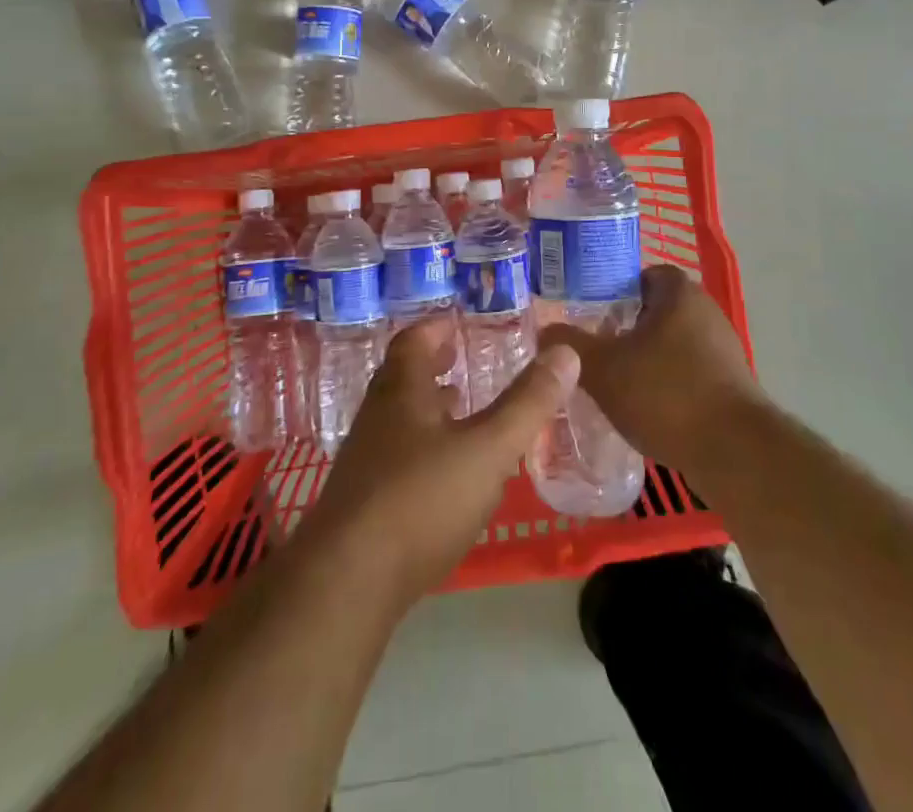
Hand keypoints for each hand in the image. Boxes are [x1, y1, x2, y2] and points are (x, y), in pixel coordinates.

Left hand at [300, 315, 579, 606]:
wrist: (346, 585)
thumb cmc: (420, 500)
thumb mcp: (488, 449)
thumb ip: (527, 404)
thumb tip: (566, 352)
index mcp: (401, 391)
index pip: (413, 342)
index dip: (435, 329)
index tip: (457, 326)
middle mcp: (377, 417)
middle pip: (403, 379)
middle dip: (433, 368)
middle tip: (462, 364)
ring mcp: (364, 461)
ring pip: (399, 420)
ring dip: (428, 410)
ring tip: (459, 412)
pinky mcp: (362, 503)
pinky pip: (396, 457)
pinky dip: (422, 449)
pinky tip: (444, 476)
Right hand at [540, 265, 762, 473]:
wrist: (734, 453)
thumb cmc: (666, 394)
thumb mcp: (603, 368)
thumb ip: (570, 345)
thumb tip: (544, 330)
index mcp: (679, 293)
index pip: (642, 274)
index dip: (613, 289)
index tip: (589, 313)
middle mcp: (706, 311)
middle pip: (656, 309)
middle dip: (625, 327)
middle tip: (594, 347)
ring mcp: (723, 348)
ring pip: (672, 342)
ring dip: (646, 357)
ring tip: (614, 381)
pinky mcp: (731, 384)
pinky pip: (689, 371)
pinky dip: (667, 383)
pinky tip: (645, 408)